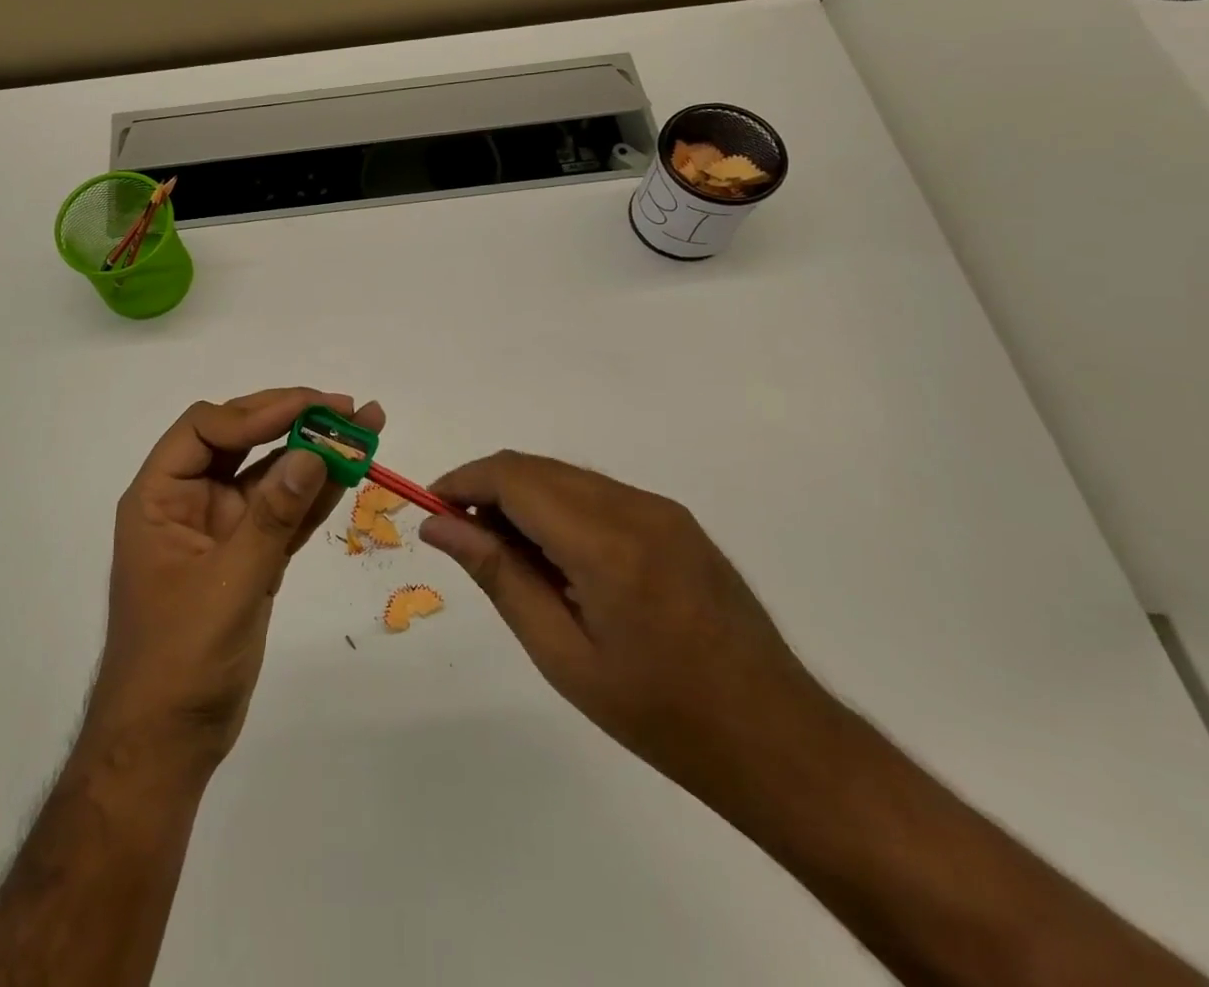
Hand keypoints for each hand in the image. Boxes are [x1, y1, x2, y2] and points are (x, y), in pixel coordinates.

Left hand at [86, 388, 384, 771]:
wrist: (168, 744)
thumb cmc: (180, 660)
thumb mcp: (228, 583)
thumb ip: (273, 517)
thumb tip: (314, 453)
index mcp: (160, 497)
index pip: (204, 428)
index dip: (256, 413)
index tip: (310, 409)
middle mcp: (188, 501)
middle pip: (239, 440)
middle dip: (291, 420)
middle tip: (346, 408)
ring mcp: (220, 529)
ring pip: (268, 474)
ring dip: (313, 452)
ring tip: (364, 428)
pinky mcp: (248, 556)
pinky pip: (284, 512)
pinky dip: (315, 494)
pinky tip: (350, 472)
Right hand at [419, 451, 825, 788]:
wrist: (778, 740)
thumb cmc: (660, 715)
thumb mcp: (563, 655)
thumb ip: (498, 576)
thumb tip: (438, 526)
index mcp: (607, 544)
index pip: (514, 479)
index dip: (463, 482)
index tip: (430, 509)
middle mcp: (636, 508)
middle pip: (537, 468)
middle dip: (488, 489)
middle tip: (462, 539)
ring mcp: (662, 509)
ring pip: (566, 476)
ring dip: (522, 498)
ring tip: (507, 555)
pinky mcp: (676, 520)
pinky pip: (597, 493)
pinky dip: (559, 508)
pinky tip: (557, 558)